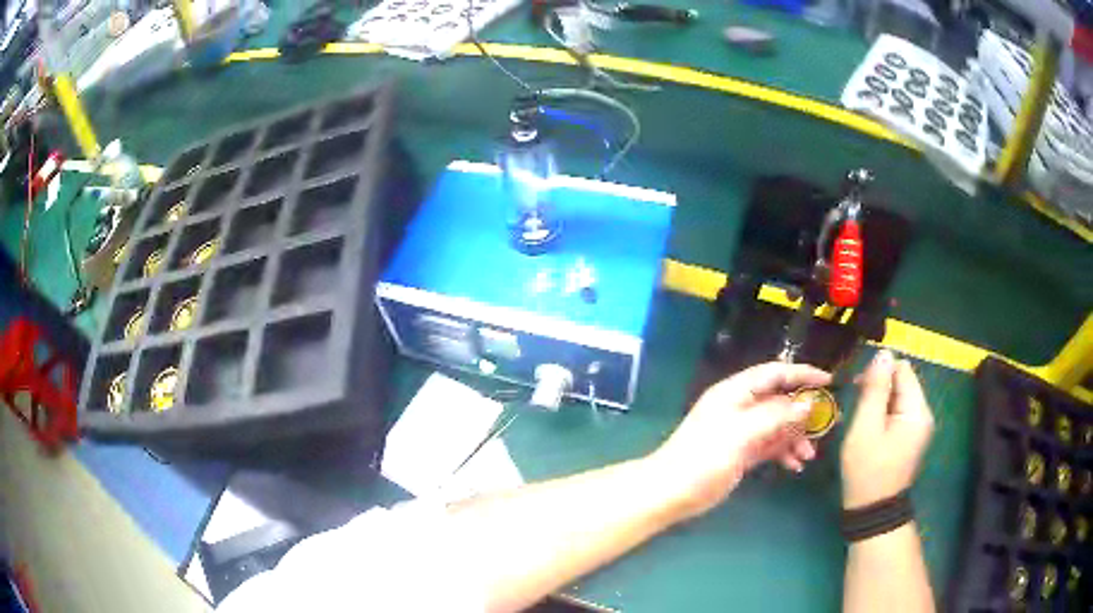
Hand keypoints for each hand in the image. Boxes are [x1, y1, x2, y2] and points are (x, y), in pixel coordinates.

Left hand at [649, 362, 831, 518]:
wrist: (670, 492)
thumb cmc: (704, 457)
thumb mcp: (742, 433)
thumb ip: (776, 417)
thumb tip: (808, 403)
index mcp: (736, 392)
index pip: (775, 373)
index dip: (802, 374)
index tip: (828, 381)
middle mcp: (741, 407)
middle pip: (780, 401)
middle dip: (803, 412)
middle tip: (827, 424)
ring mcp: (741, 431)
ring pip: (778, 425)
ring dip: (796, 436)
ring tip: (809, 455)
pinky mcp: (742, 453)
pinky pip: (770, 445)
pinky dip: (784, 452)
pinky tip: (795, 465)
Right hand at [841, 350, 934, 508]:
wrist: (873, 511)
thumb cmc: (867, 470)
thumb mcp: (866, 428)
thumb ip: (875, 389)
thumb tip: (883, 353)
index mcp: (917, 410)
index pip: (903, 369)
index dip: (880, 371)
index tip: (858, 388)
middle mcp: (923, 414)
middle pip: (903, 382)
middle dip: (880, 387)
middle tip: (858, 407)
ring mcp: (918, 427)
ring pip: (899, 397)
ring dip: (880, 401)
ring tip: (862, 421)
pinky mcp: (911, 437)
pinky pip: (899, 412)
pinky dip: (884, 414)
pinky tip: (870, 430)